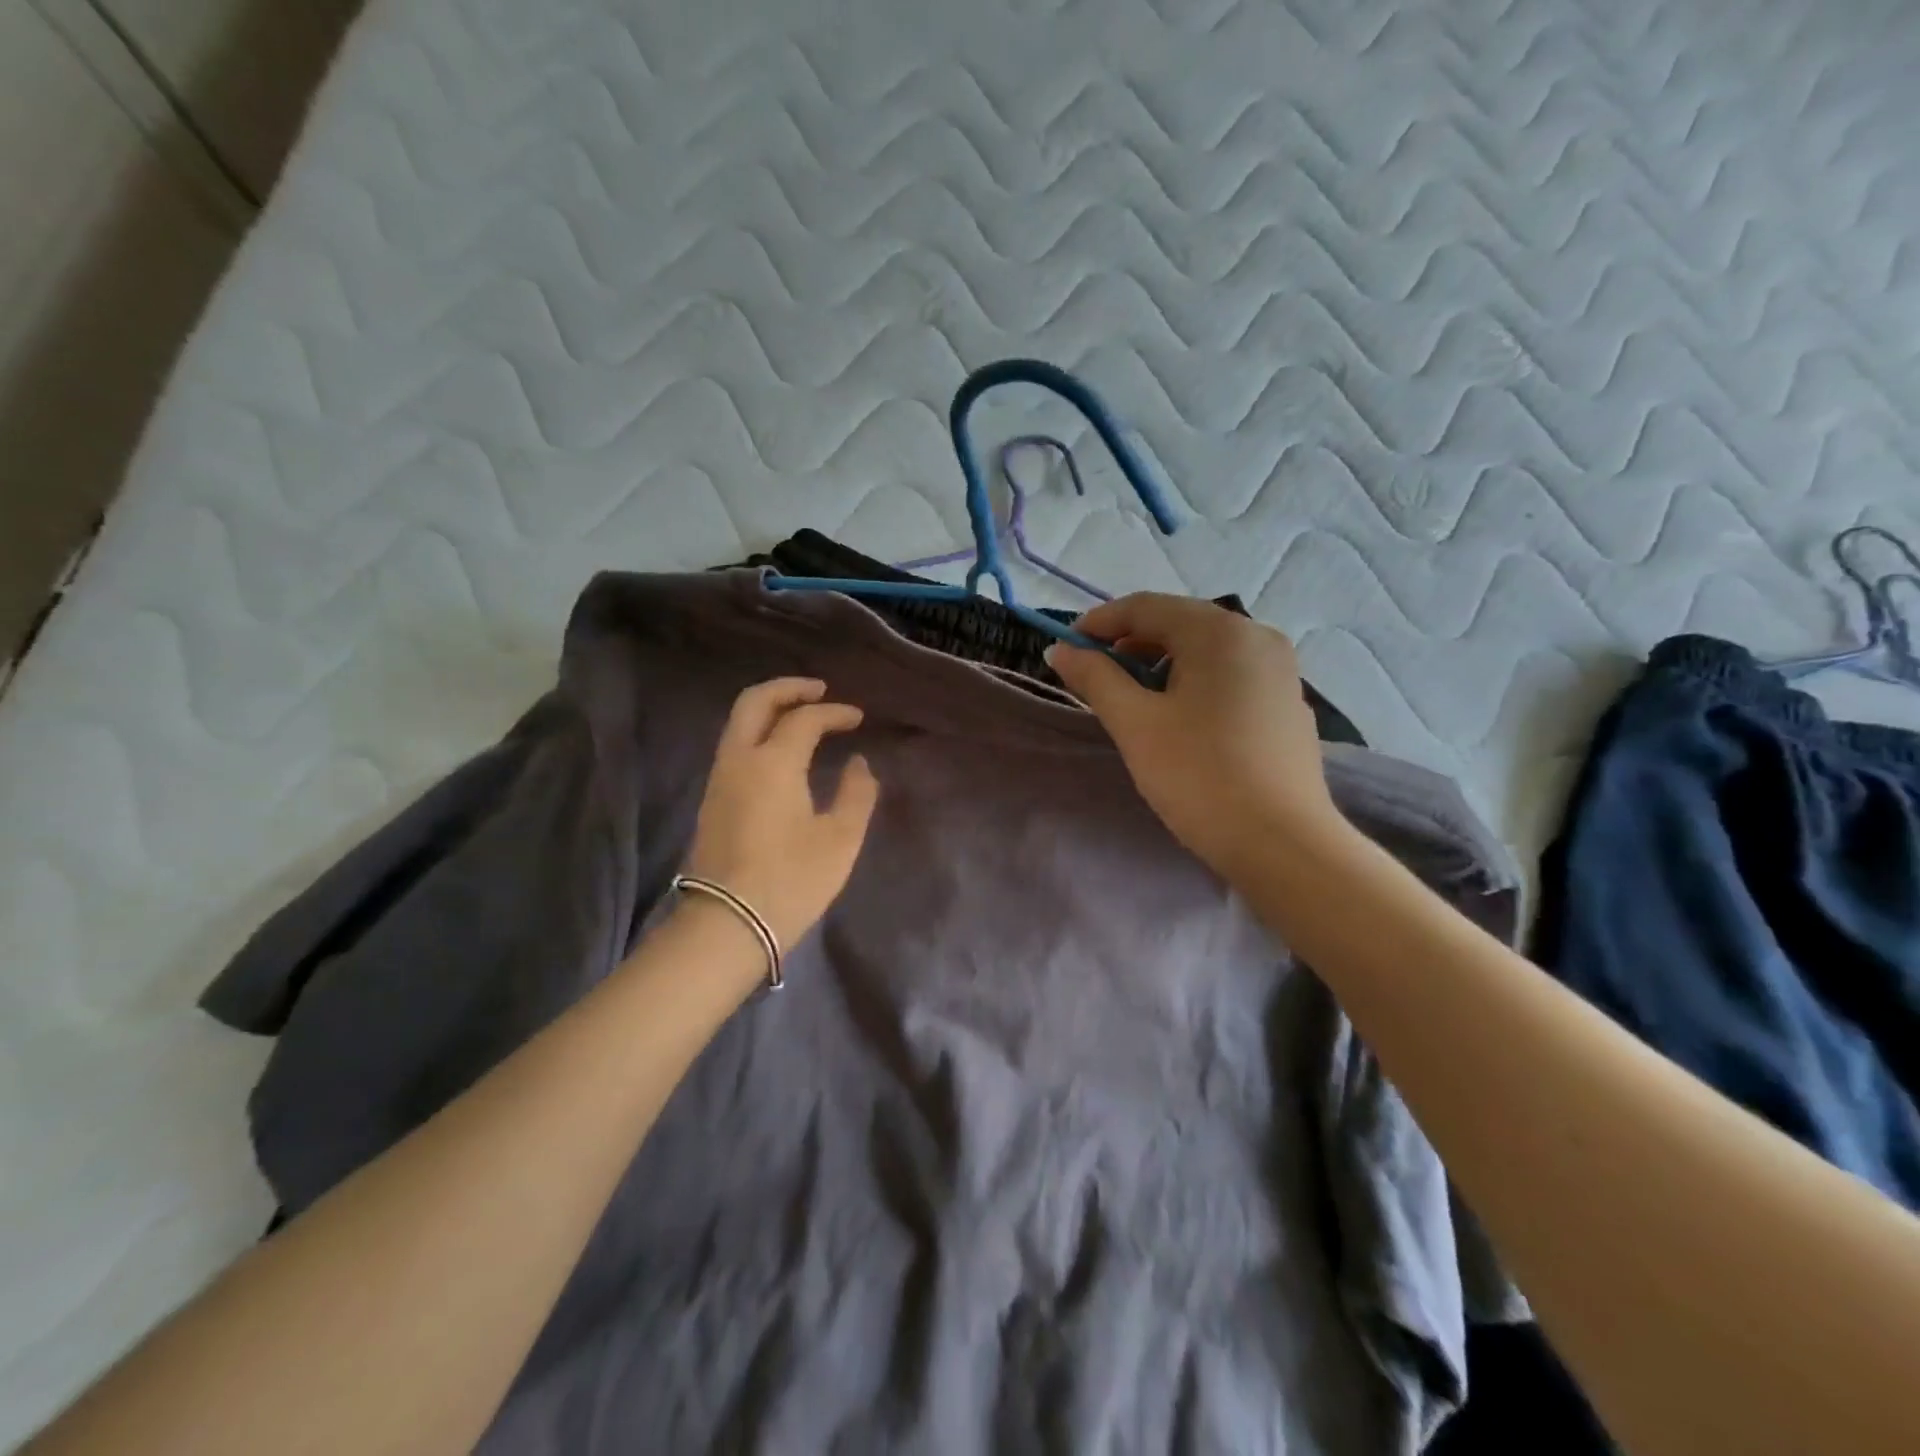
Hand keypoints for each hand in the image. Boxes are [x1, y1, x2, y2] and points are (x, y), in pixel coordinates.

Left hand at [682, 678, 879, 949]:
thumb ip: (856, 794)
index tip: (858, 719)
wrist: (728, 926)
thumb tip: (857, 764)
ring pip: (738, 723)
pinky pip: (734, 746)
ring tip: (802, 716)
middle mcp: (739, 760)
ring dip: (770, 709)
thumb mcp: (840, 839)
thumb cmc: (792, 881)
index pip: (804, 719)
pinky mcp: (712, 800)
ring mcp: (719, 779)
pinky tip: (781, 750)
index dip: (834, 713)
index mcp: (773, 762)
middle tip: (819, 690)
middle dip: (788, 688)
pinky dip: (758, 732)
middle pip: (755, 702)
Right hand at [1046, 594, 1343, 874]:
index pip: (1145, 607)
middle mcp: (1257, 636)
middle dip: (1129, 643)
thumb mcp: (1136, 724)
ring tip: (1132, 697)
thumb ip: (1095, 678)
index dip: (1098, 623)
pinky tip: (1179, 717)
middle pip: (1179, 623)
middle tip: (1094, 675)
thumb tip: (1059, 650)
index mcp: (1220, 632)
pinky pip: (1230, 675)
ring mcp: (1280, 670)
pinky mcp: (1287, 703)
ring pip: (1206, 650)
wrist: (1281, 844)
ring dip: (1161, 663)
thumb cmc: (1199, 776)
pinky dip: (1194, 682)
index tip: (1065, 649)